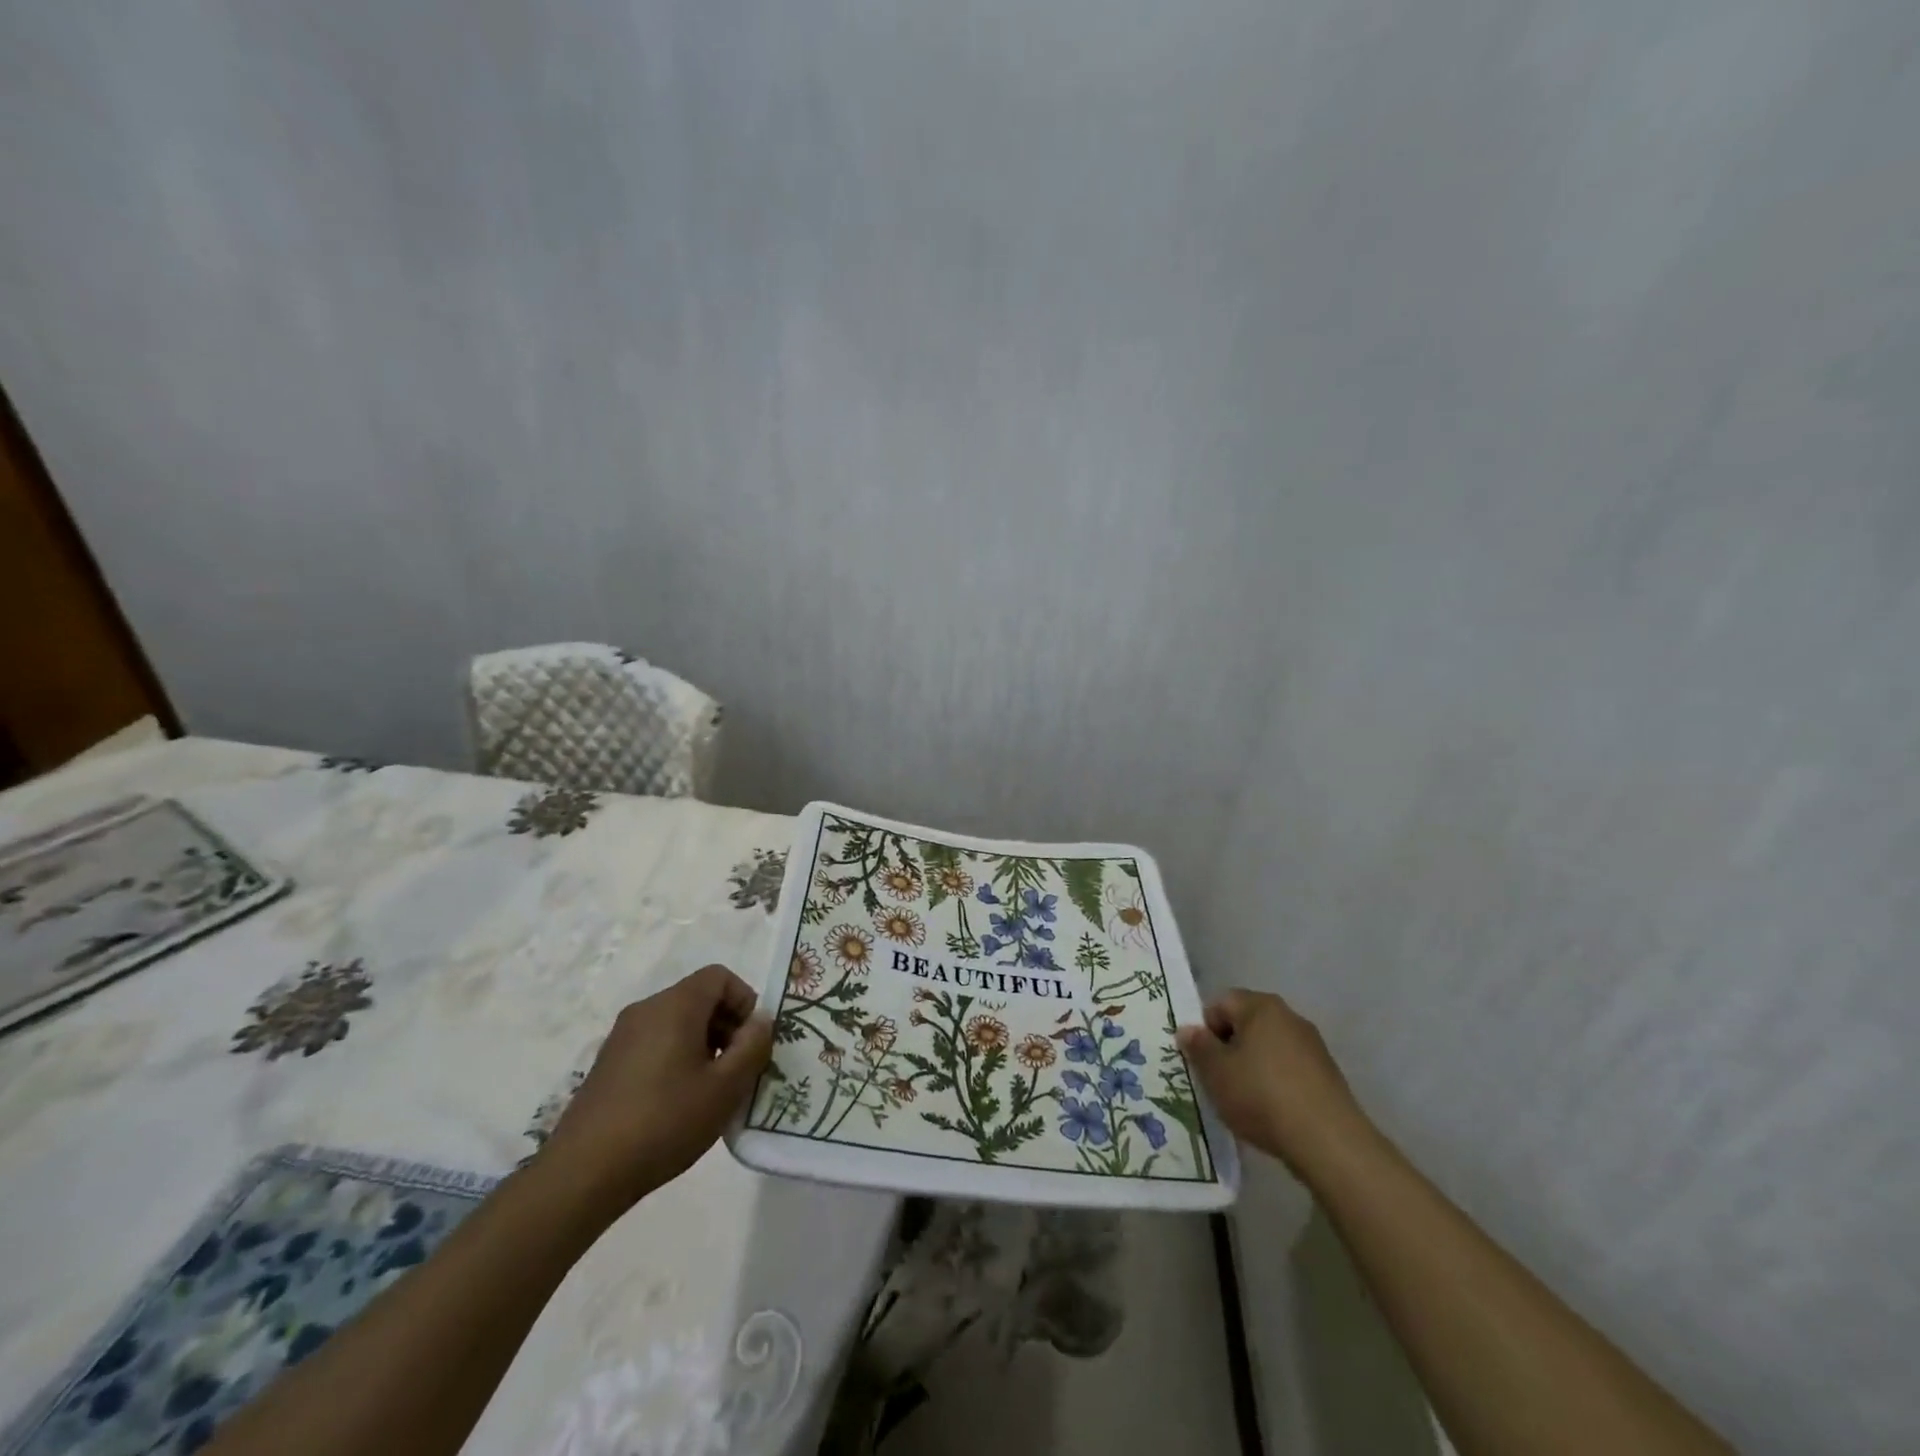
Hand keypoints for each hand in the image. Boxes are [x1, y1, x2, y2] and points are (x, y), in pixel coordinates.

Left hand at [539, 964, 772, 1214]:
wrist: (583, 1174)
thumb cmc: (664, 1121)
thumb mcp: (725, 1087)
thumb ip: (752, 1046)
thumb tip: (760, 1020)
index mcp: (675, 1005)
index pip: (720, 977)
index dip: (745, 1002)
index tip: (751, 1042)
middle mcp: (646, 1009)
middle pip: (699, 998)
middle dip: (727, 1026)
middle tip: (738, 1069)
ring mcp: (622, 1037)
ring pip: (677, 1022)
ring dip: (704, 1045)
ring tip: (711, 1091)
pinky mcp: (608, 1064)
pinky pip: (655, 1043)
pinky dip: (677, 1058)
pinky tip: (678, 1104)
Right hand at [1177, 989, 1373, 1174]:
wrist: (1328, 1143)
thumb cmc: (1262, 1096)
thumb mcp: (1216, 1072)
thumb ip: (1198, 1047)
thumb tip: (1188, 1030)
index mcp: (1261, 1007)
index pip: (1221, 1003)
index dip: (1205, 1029)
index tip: (1202, 1061)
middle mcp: (1289, 1017)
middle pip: (1246, 1024)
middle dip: (1229, 1048)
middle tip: (1219, 1080)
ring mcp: (1313, 1046)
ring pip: (1268, 1048)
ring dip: (1252, 1067)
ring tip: (1244, 1101)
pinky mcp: (1328, 1076)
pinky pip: (1289, 1070)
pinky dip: (1275, 1084)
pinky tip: (1272, 1113)